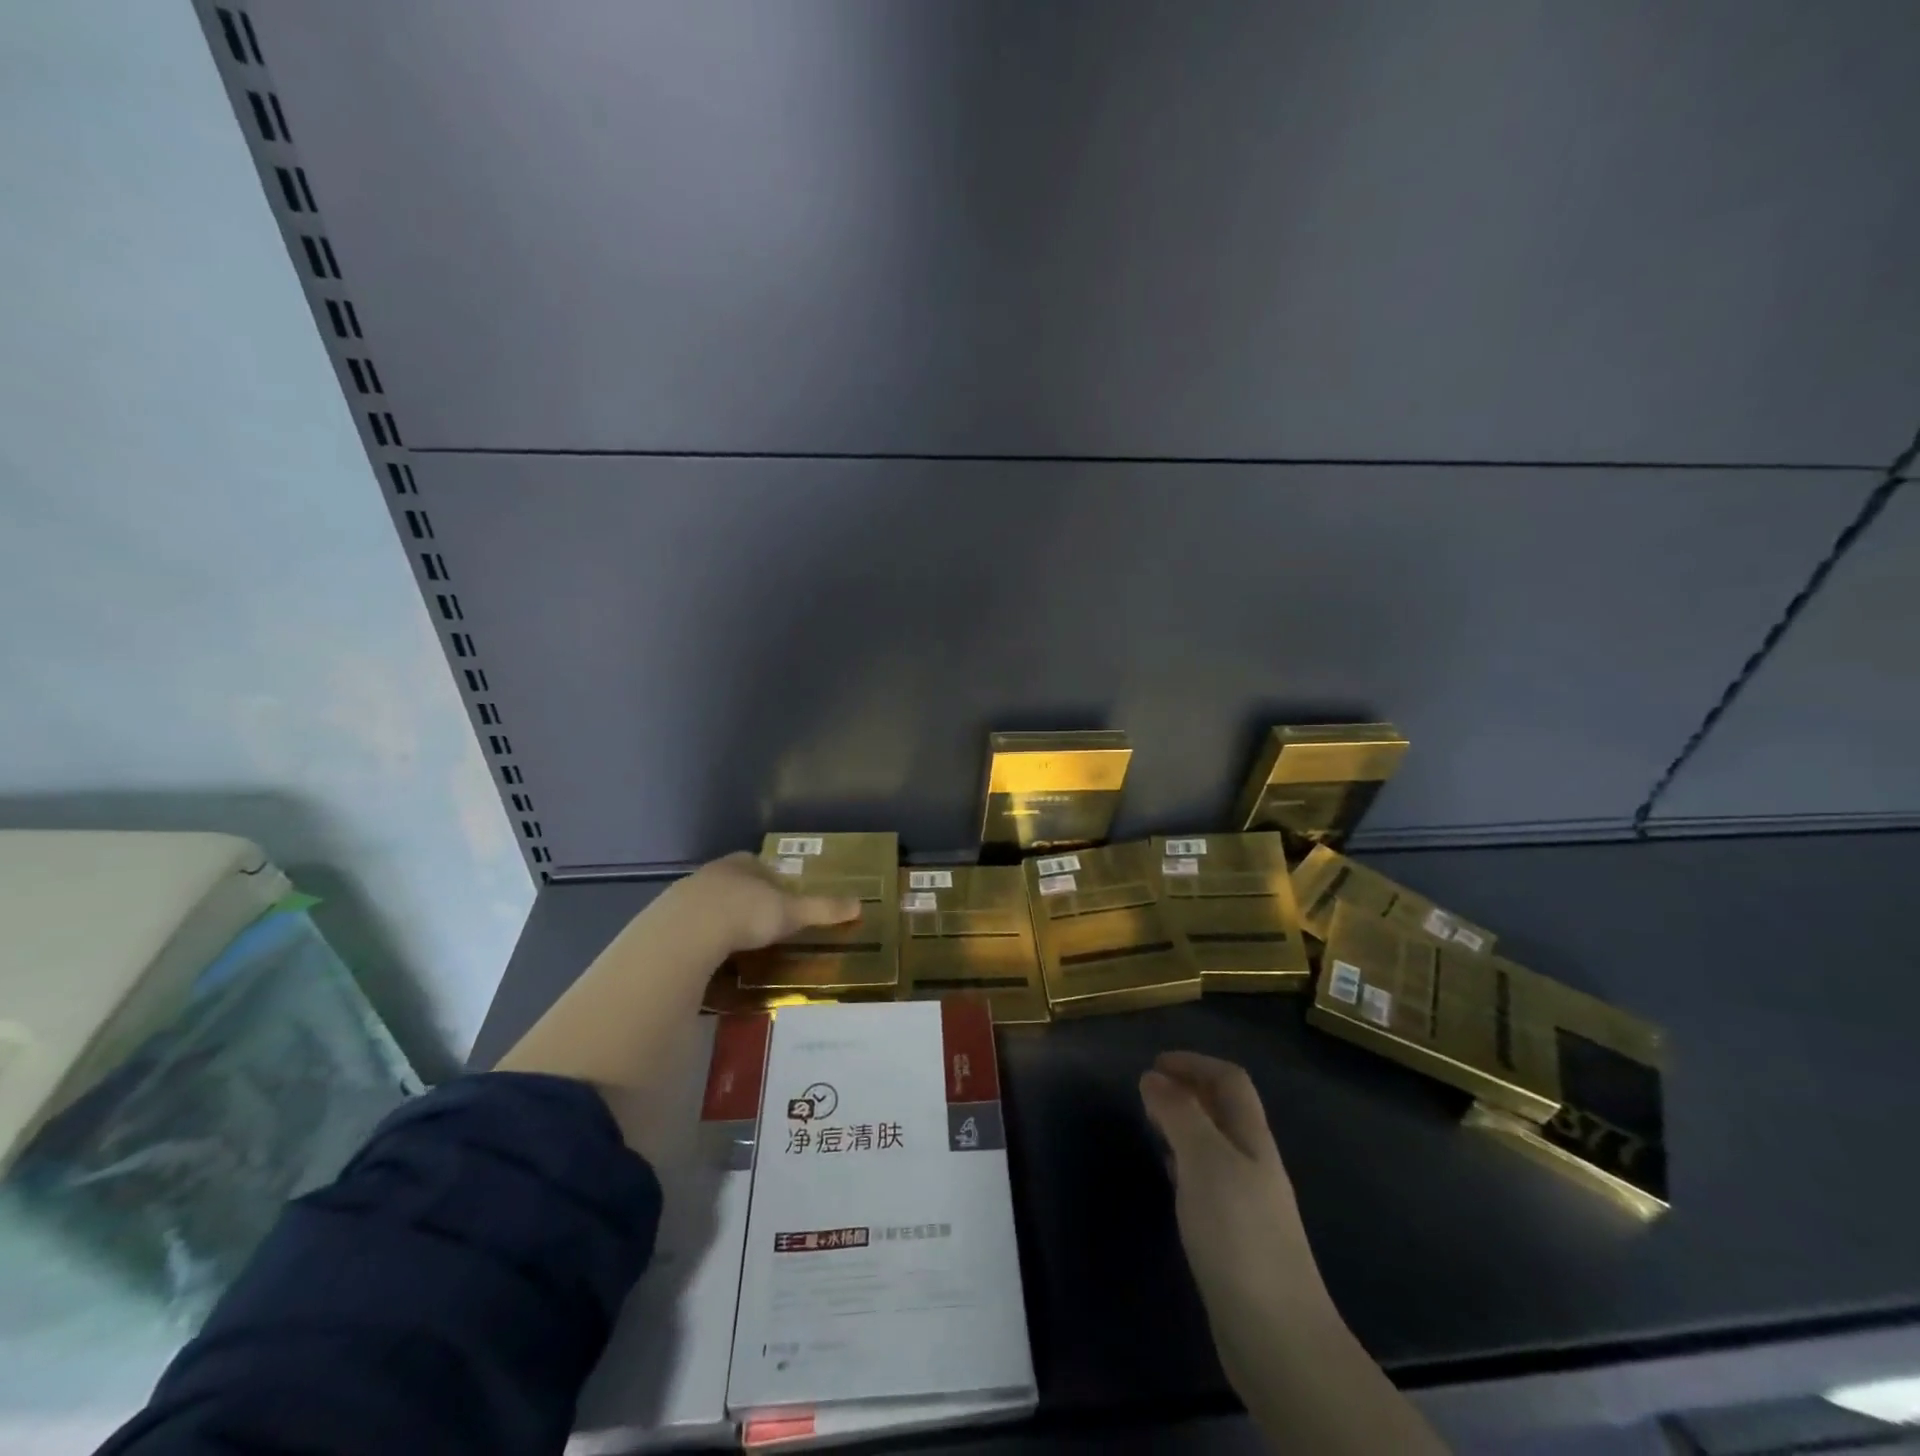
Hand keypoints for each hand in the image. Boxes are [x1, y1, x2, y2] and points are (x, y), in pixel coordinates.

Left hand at [666, 852, 861, 956]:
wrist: (685, 933)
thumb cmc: (745, 913)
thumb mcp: (790, 912)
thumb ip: (822, 909)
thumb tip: (859, 904)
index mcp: (742, 864)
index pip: (760, 864)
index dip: (772, 879)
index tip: (782, 897)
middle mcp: (713, 873)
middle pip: (733, 881)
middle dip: (746, 898)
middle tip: (761, 922)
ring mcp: (684, 895)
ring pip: (708, 903)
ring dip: (720, 918)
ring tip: (736, 943)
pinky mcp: (664, 921)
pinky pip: (688, 927)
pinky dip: (700, 938)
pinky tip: (708, 956)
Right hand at [1140, 1052, 1335, 1394]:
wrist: (1277, 1337)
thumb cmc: (1239, 1234)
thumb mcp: (1204, 1160)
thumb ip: (1180, 1114)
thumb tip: (1154, 1077)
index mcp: (1252, 1139)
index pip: (1230, 1081)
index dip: (1195, 1063)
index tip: (1154, 1063)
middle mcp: (1254, 1163)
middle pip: (1225, 1111)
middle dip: (1189, 1091)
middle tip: (1148, 1091)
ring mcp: (1249, 1203)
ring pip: (1215, 1145)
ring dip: (1185, 1125)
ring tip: (1152, 1125)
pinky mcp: (1237, 1238)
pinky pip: (1208, 1181)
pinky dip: (1185, 1164)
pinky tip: (1170, 1177)